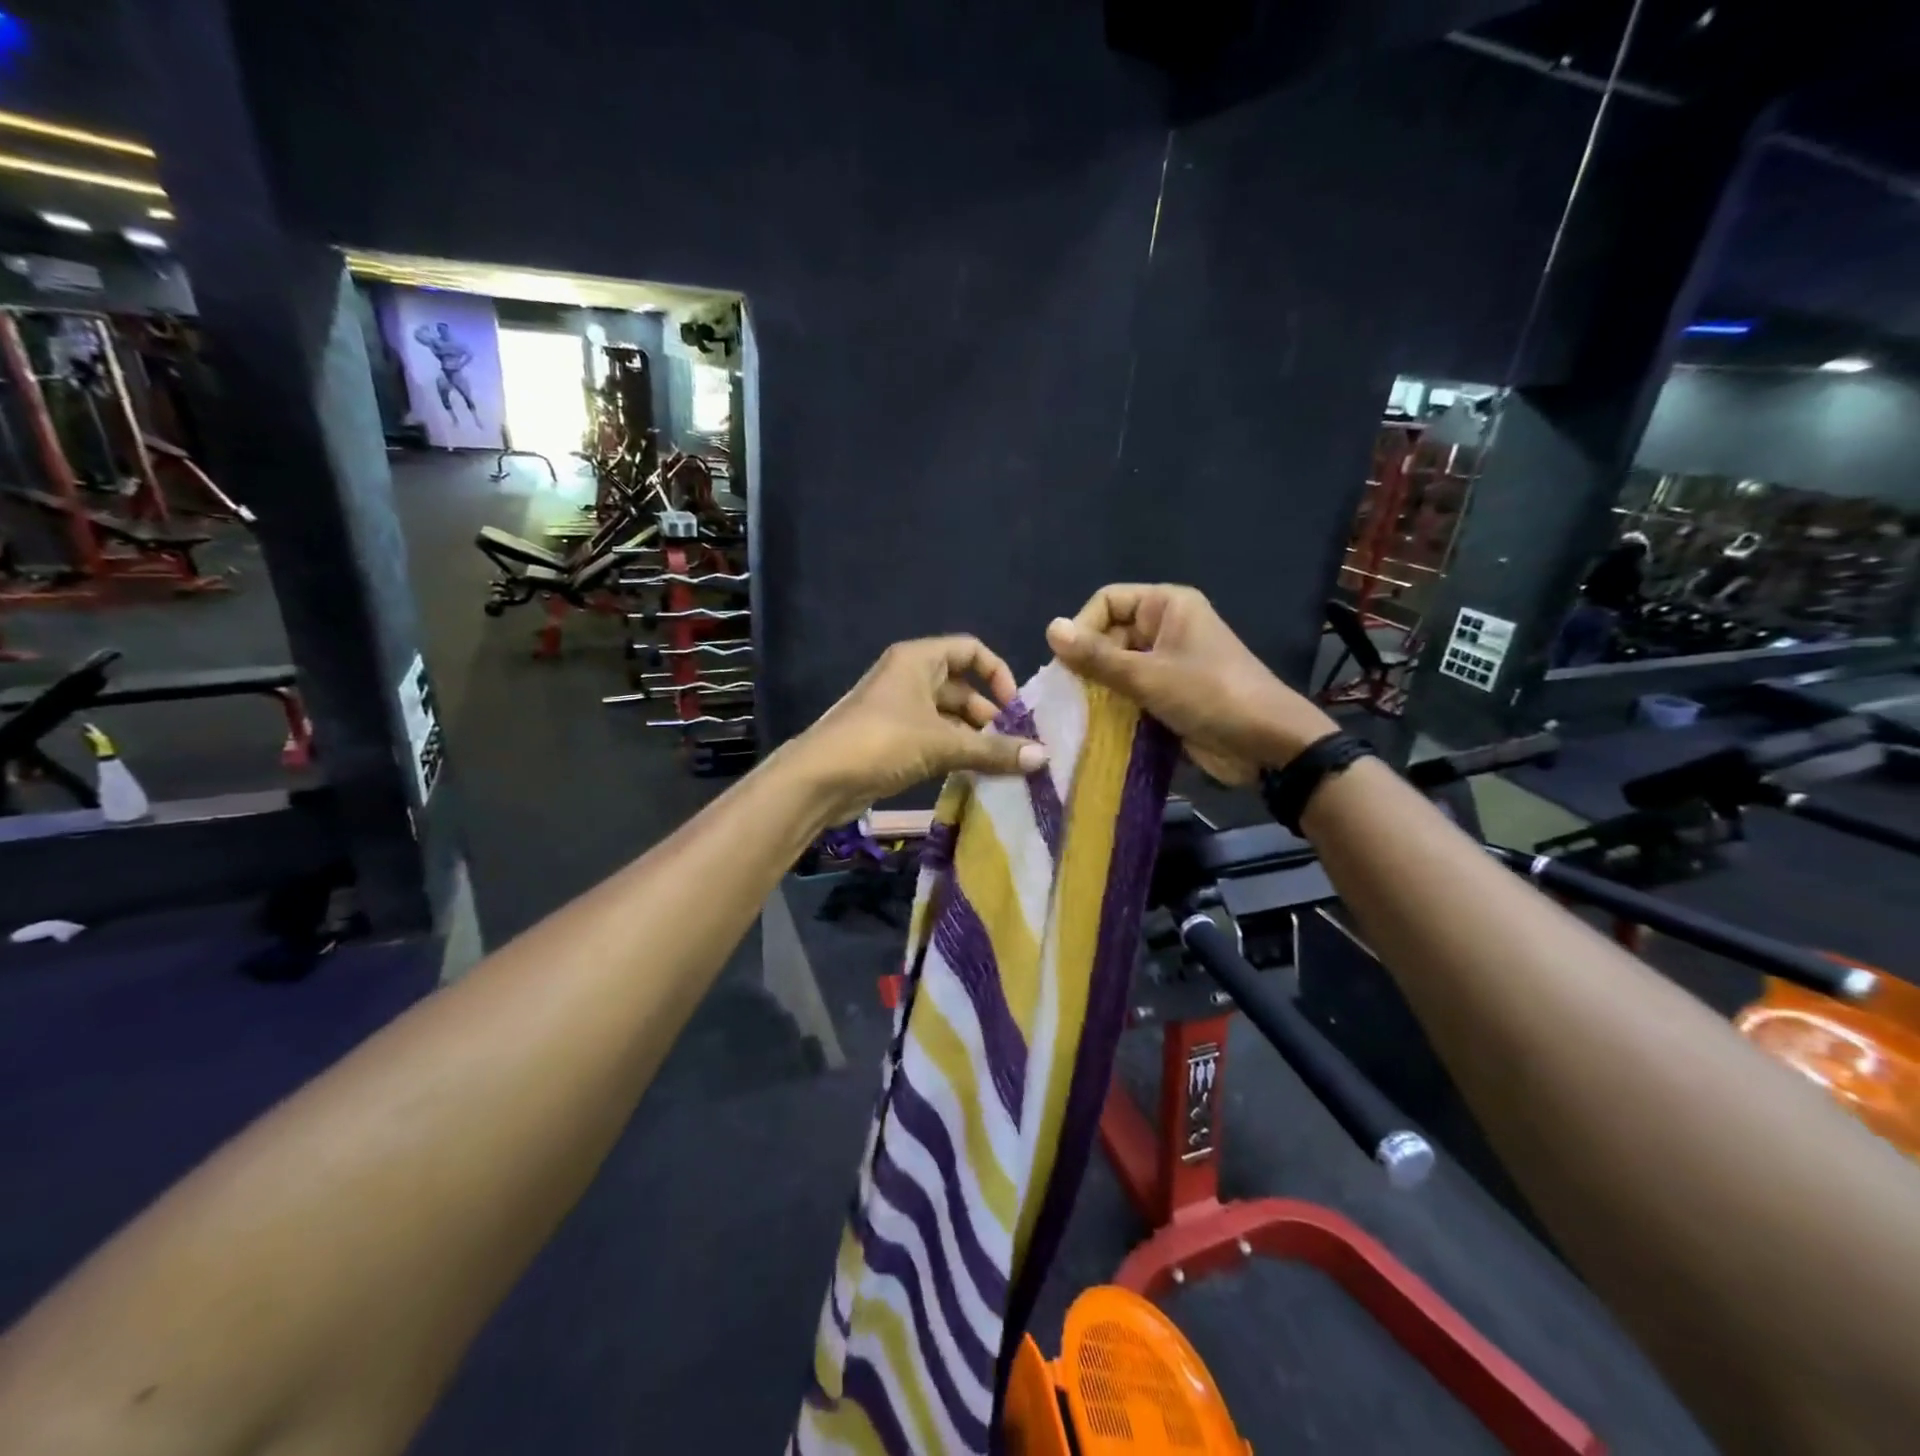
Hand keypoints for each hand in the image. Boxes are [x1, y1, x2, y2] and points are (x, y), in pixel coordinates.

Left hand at [789, 636, 1048, 823]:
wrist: (819, 779)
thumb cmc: (882, 742)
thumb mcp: (942, 744)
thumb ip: (992, 750)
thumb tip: (1042, 757)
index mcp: (918, 660)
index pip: (970, 650)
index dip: (997, 674)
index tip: (1016, 708)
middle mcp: (909, 678)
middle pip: (961, 687)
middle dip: (989, 715)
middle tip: (1016, 745)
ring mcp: (898, 710)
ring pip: (948, 718)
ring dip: (974, 738)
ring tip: (1003, 766)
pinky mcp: (892, 741)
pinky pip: (933, 739)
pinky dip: (954, 753)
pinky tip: (975, 776)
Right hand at [1045, 584, 1334, 782]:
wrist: (1267, 744)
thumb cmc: (1209, 696)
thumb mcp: (1147, 675)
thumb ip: (1096, 656)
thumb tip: (1049, 629)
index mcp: (1167, 606)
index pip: (1107, 601)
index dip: (1083, 627)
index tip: (1068, 663)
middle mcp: (1166, 628)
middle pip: (1109, 635)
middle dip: (1088, 664)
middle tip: (1071, 696)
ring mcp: (1168, 663)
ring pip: (1118, 668)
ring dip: (1099, 690)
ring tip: (1079, 714)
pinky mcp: (1170, 695)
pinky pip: (1132, 692)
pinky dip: (1115, 707)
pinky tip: (1097, 727)